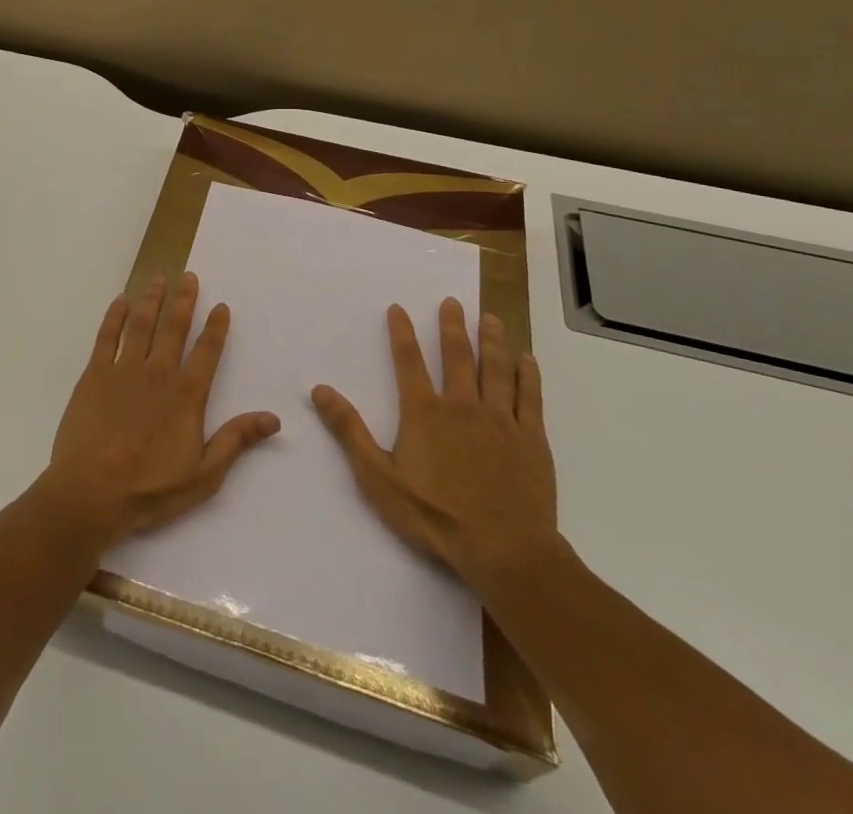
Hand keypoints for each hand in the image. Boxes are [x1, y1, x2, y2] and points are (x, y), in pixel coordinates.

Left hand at [45, 272, 279, 546]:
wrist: (91, 493)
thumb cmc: (150, 489)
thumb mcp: (204, 475)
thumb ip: (235, 441)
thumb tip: (272, 418)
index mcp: (186, 395)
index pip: (206, 352)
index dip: (216, 327)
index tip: (221, 305)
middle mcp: (158, 372)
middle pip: (174, 327)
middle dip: (184, 300)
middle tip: (188, 276)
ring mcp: (123, 370)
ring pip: (141, 324)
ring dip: (151, 299)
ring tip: (158, 278)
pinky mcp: (94, 375)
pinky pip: (107, 336)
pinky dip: (115, 316)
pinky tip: (121, 301)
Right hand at [312, 298, 557, 594]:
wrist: (505, 550)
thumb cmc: (435, 516)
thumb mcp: (378, 478)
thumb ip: (349, 431)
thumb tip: (320, 389)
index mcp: (424, 413)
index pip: (408, 362)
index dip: (402, 333)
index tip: (399, 308)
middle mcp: (462, 405)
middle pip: (457, 356)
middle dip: (453, 326)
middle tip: (453, 302)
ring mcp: (500, 420)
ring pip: (496, 369)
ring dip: (492, 340)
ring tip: (490, 317)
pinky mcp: (531, 439)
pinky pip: (530, 398)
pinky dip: (528, 375)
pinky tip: (527, 359)